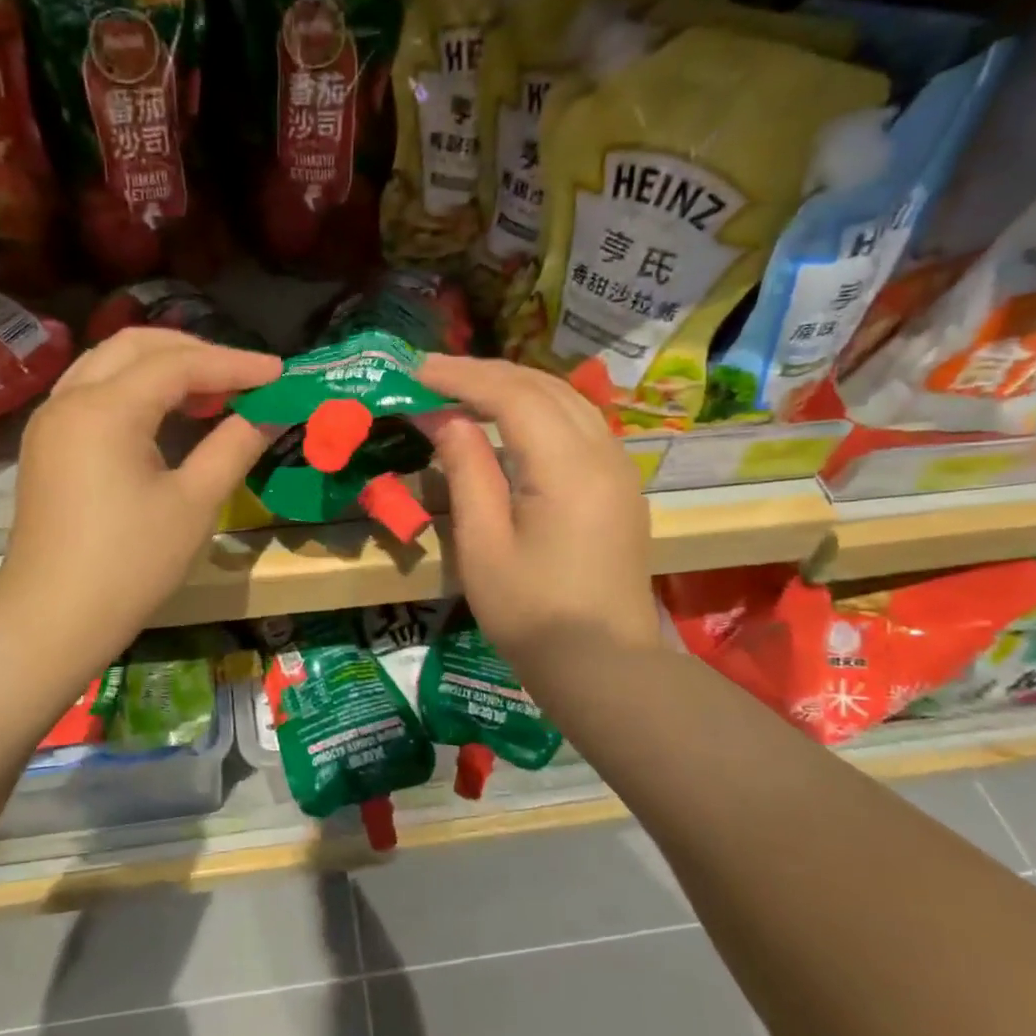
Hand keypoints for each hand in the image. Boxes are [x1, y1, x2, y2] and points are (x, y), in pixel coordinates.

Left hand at [0, 328, 280, 666]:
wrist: (53, 621)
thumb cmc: (130, 565)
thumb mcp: (194, 504)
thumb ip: (234, 447)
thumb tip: (270, 412)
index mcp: (104, 409)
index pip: (178, 364)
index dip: (234, 364)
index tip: (280, 374)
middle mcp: (69, 399)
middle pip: (137, 347)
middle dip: (196, 353)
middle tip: (245, 378)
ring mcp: (51, 421)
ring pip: (110, 364)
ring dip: (163, 366)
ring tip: (212, 392)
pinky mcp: (47, 445)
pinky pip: (95, 391)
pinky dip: (136, 388)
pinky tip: (167, 414)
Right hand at [417, 354, 656, 668]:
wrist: (603, 666)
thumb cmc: (532, 615)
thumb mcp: (483, 546)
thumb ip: (467, 472)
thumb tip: (446, 419)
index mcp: (568, 468)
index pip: (512, 394)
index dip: (461, 376)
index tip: (415, 370)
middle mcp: (603, 453)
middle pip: (542, 386)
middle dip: (485, 373)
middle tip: (432, 376)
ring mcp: (618, 468)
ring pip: (566, 400)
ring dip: (513, 386)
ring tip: (464, 391)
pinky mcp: (620, 486)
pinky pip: (579, 424)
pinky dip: (538, 409)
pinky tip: (509, 423)